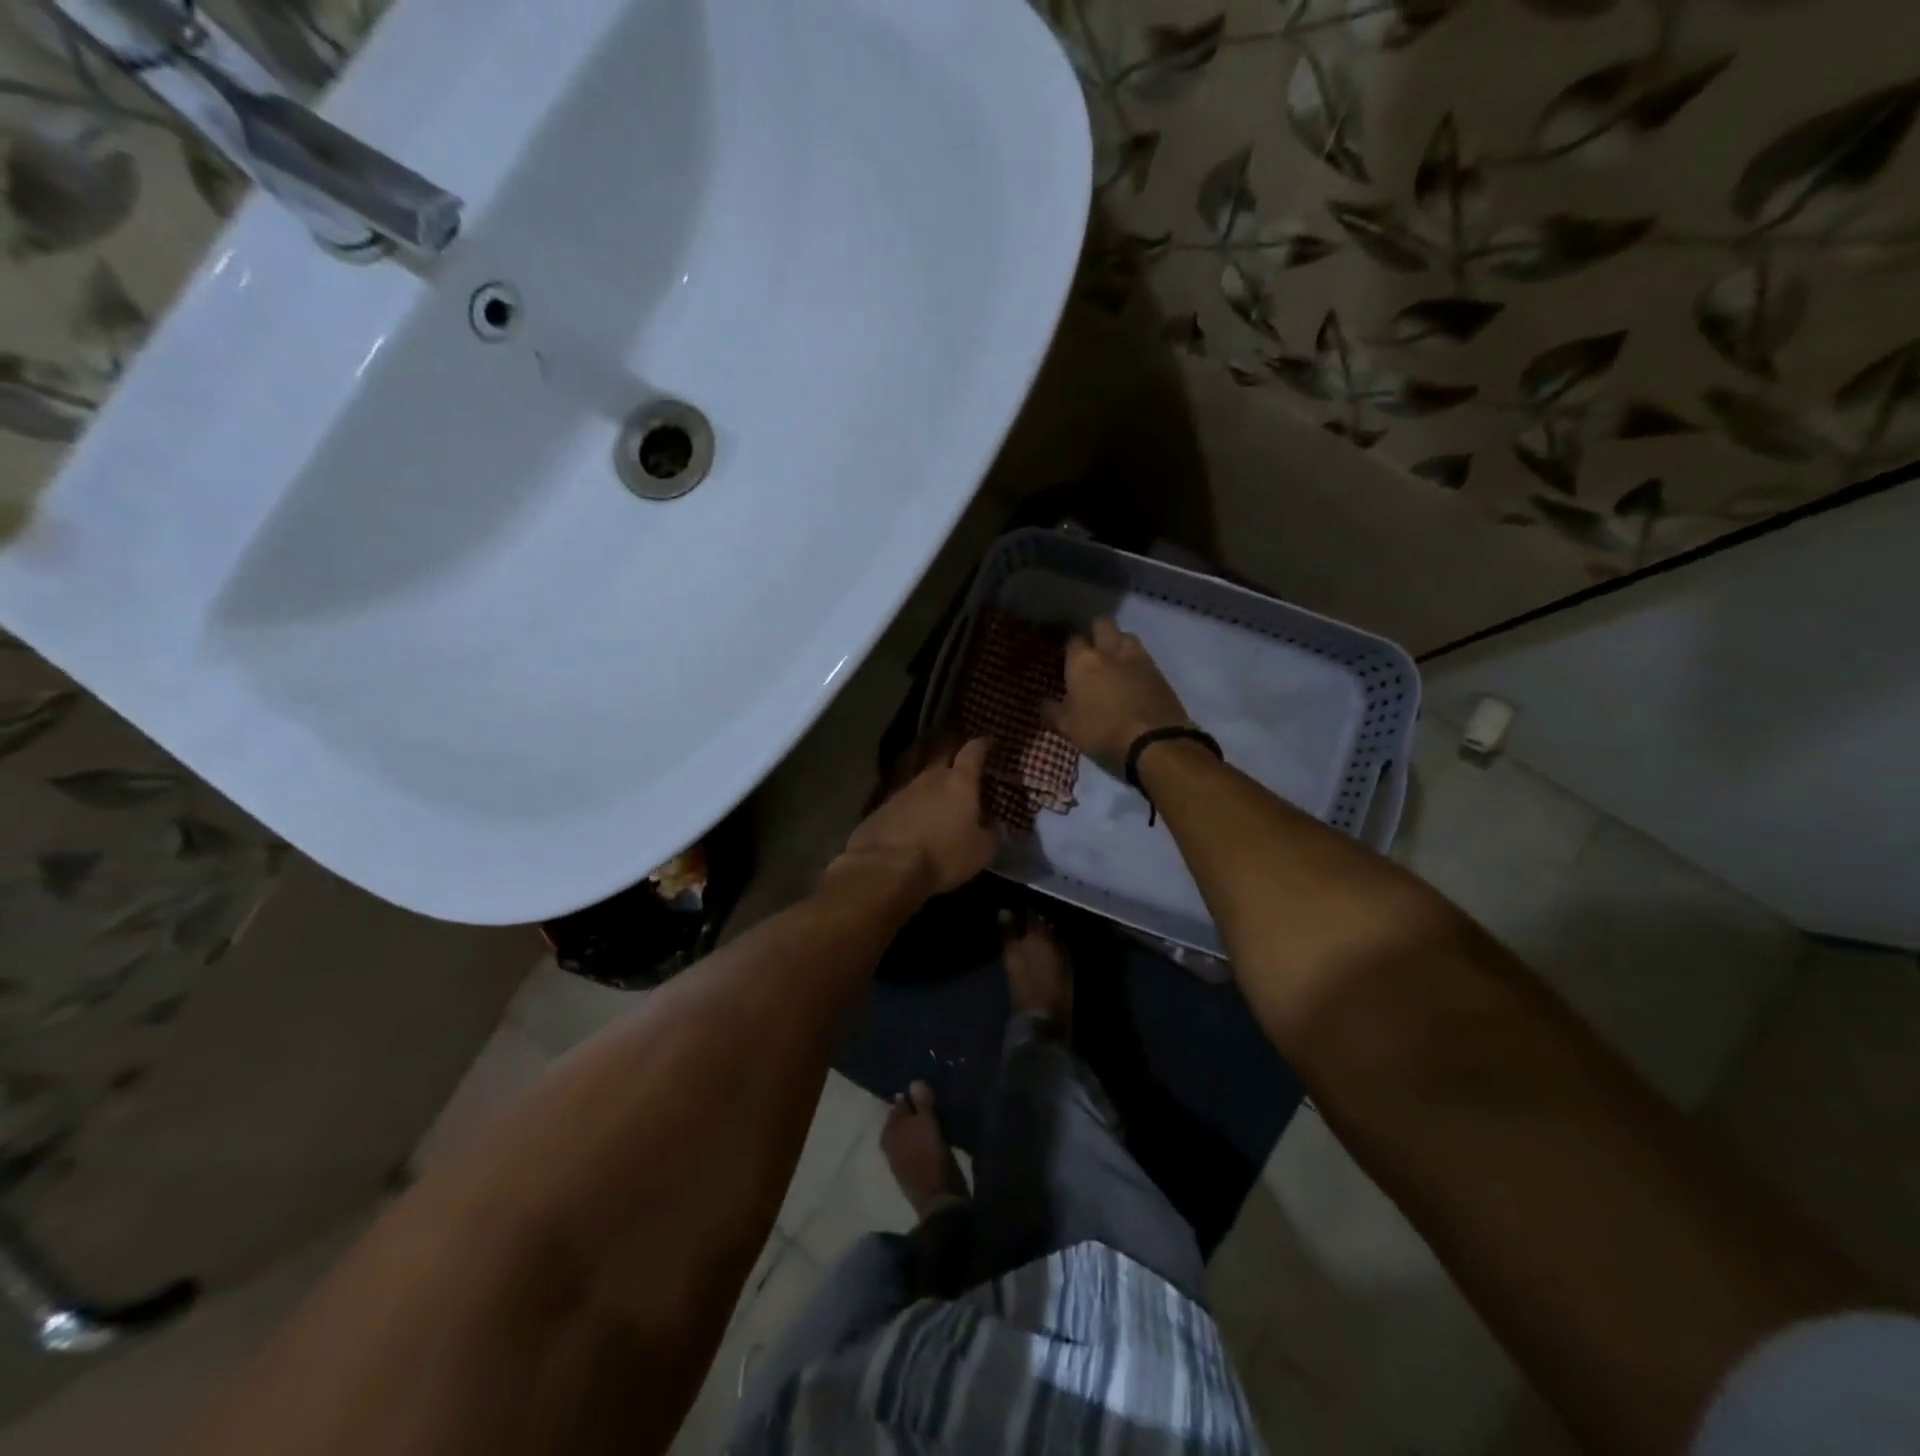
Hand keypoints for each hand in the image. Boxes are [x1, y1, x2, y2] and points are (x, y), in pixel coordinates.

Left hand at [840, 736, 997, 896]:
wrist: (887, 867)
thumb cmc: (943, 856)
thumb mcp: (981, 851)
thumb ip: (990, 834)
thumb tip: (993, 826)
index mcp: (959, 782)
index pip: (973, 752)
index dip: (982, 744)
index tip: (989, 741)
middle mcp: (930, 777)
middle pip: (940, 749)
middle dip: (951, 744)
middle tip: (959, 747)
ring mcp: (902, 788)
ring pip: (917, 768)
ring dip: (926, 767)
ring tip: (932, 771)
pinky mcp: (881, 805)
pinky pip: (900, 791)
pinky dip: (909, 793)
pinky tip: (911, 804)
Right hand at [1046, 618, 1192, 771]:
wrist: (1154, 741)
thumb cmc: (1103, 731)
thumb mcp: (1068, 728)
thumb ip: (1053, 712)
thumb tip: (1045, 703)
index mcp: (1083, 661)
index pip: (1073, 640)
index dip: (1070, 648)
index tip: (1068, 660)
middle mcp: (1110, 650)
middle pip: (1102, 624)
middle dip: (1096, 631)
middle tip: (1091, 650)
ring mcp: (1138, 657)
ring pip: (1125, 636)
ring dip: (1118, 643)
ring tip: (1114, 662)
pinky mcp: (1160, 671)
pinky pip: (1143, 657)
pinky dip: (1135, 663)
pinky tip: (1133, 679)